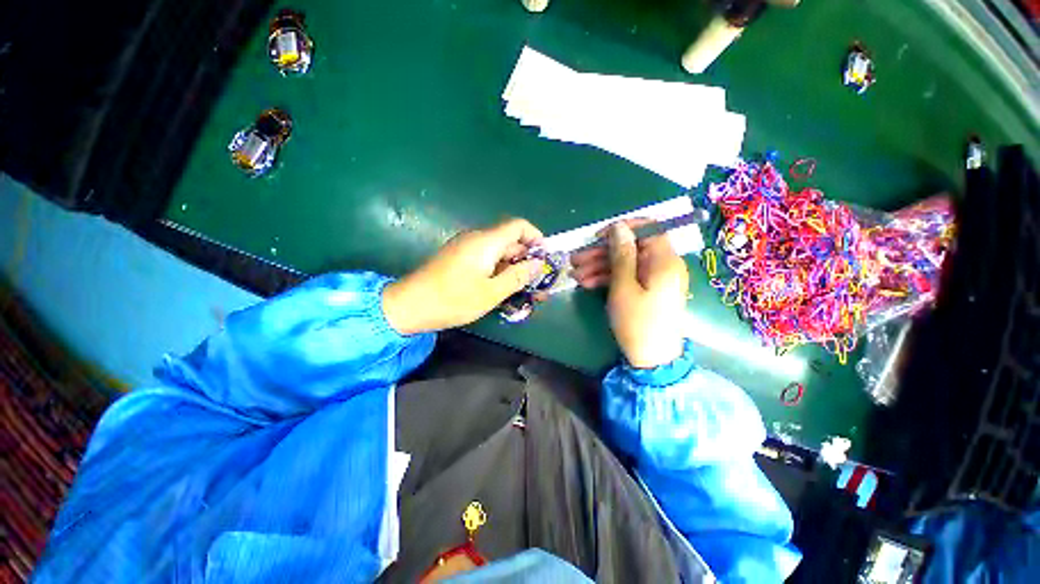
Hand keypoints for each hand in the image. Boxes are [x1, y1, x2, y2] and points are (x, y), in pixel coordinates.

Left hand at [383, 218, 545, 334]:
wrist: (409, 305)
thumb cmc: (453, 299)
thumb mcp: (491, 292)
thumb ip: (518, 276)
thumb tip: (538, 263)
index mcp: (486, 241)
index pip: (519, 226)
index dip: (535, 238)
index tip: (544, 258)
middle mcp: (476, 238)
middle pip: (509, 240)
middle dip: (526, 259)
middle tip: (536, 282)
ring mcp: (465, 247)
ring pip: (498, 251)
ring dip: (512, 267)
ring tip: (522, 289)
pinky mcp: (458, 257)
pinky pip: (485, 258)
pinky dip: (497, 270)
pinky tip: (500, 288)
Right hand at [570, 219, 688, 368]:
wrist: (652, 360)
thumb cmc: (637, 322)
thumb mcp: (624, 287)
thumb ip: (621, 254)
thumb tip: (618, 227)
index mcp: (664, 260)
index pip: (648, 229)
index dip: (622, 229)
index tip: (598, 237)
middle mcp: (663, 265)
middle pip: (631, 248)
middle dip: (602, 252)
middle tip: (575, 260)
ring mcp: (655, 279)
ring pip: (626, 263)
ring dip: (600, 267)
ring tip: (575, 275)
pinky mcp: (647, 290)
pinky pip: (628, 277)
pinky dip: (608, 278)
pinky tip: (587, 284)